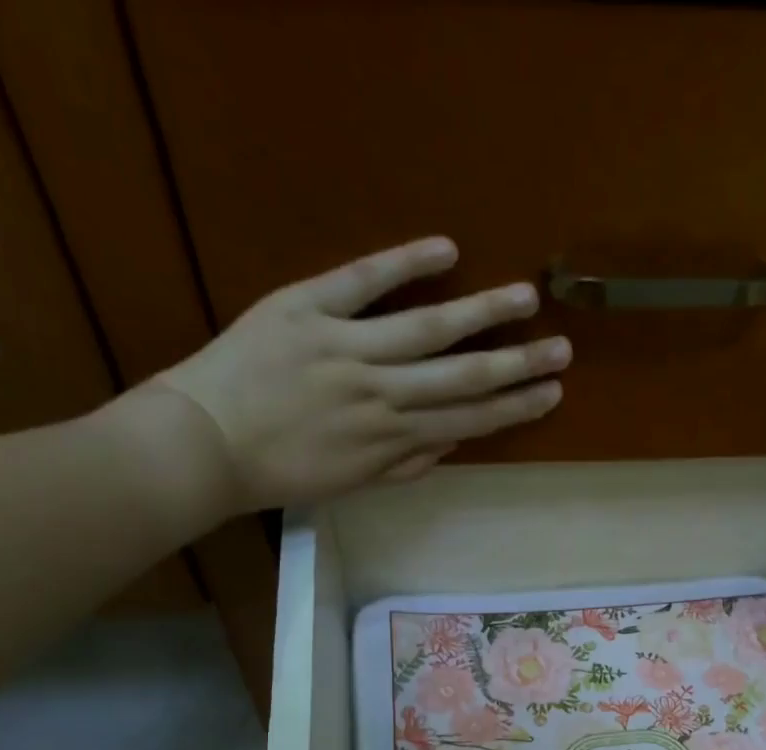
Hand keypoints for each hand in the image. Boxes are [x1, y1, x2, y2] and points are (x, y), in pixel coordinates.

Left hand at [144, 236, 568, 508]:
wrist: (204, 446)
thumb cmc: (279, 473)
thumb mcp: (350, 484)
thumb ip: (403, 466)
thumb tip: (451, 446)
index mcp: (391, 438)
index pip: (467, 420)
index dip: (513, 407)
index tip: (551, 395)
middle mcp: (382, 393)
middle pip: (462, 375)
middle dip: (517, 363)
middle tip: (562, 349)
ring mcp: (347, 347)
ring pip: (427, 328)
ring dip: (482, 313)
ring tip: (525, 297)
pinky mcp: (306, 308)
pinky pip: (362, 281)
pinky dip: (403, 263)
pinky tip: (446, 249)